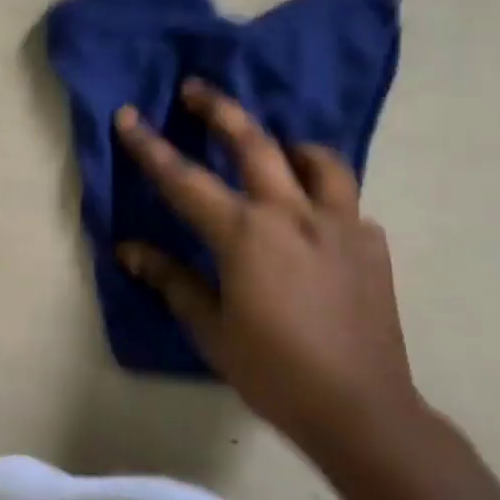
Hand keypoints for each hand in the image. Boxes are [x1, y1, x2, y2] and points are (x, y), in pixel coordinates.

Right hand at [112, 79, 419, 462]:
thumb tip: (129, 249)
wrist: (363, 412)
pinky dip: (325, 194)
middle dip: (220, 110)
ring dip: (289, 144)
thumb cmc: (274, 371)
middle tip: (196, 88)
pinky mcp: (372, 246)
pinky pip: (347, 202)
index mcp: (246, 234)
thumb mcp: (210, 328)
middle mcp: (293, 215)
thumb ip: (171, 279)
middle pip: (254, 144)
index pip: (184, 179)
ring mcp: (340, 226)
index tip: (128, 115)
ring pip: (318, 160)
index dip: (150, 146)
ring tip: (275, 147)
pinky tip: (314, 217)